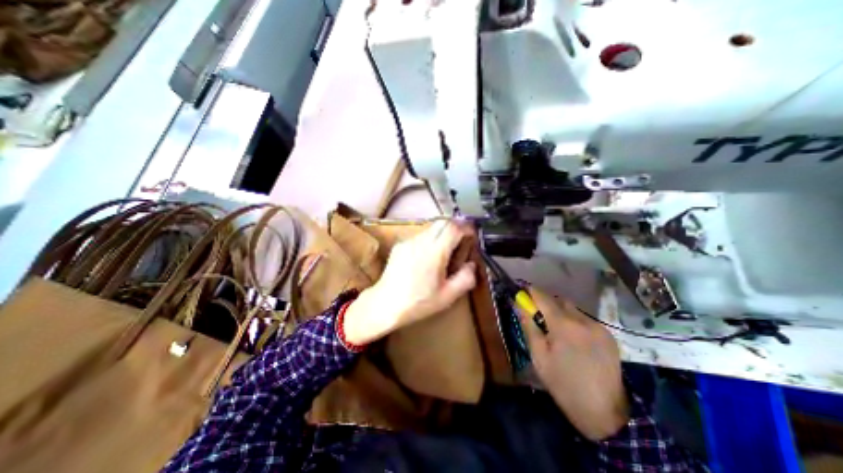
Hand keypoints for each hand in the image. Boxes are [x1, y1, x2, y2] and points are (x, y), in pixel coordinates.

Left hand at [340, 220, 472, 345]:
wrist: (385, 305)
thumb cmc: (417, 303)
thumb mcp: (447, 296)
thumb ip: (465, 278)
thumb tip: (471, 264)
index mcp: (434, 252)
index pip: (453, 228)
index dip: (466, 228)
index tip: (472, 235)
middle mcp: (420, 242)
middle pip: (442, 222)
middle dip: (456, 227)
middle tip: (462, 241)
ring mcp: (408, 242)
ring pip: (431, 228)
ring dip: (442, 234)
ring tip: (445, 253)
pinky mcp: (400, 245)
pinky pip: (419, 236)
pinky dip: (429, 240)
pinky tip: (427, 258)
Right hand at [521, 287, 632, 441]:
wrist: (604, 412)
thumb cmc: (562, 383)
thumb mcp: (538, 356)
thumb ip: (528, 326)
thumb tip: (518, 305)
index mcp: (563, 325)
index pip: (543, 297)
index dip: (531, 292)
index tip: (522, 292)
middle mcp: (583, 320)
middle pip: (559, 300)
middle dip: (547, 303)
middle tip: (538, 317)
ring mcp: (599, 327)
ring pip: (573, 309)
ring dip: (561, 313)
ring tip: (557, 332)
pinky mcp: (609, 335)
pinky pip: (585, 320)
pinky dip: (575, 322)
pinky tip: (574, 340)